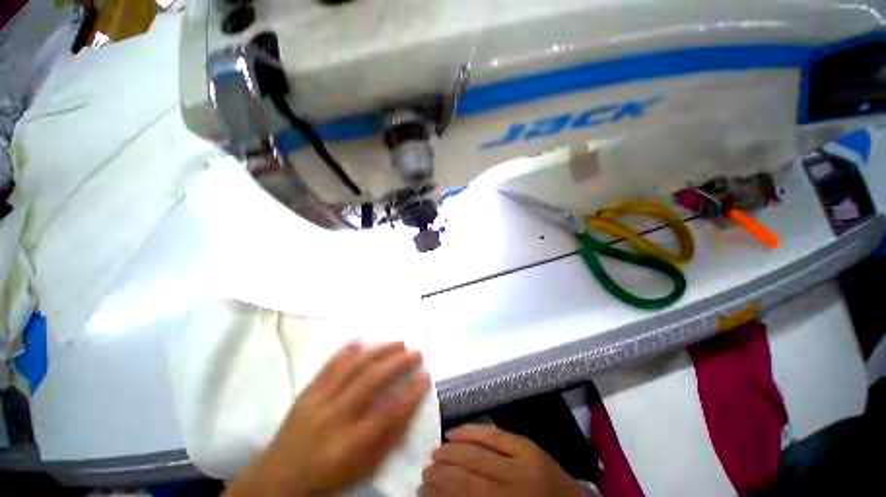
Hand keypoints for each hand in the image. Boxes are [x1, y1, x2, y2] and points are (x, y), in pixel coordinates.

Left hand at [225, 341, 430, 496]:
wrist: (277, 478)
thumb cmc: (327, 475)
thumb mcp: (362, 468)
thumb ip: (387, 439)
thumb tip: (409, 407)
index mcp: (348, 444)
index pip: (387, 413)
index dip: (410, 393)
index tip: (426, 376)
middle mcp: (333, 418)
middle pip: (370, 382)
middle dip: (397, 364)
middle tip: (415, 352)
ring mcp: (317, 400)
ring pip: (352, 367)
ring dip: (378, 351)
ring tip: (398, 343)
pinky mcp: (307, 391)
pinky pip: (329, 365)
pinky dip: (347, 350)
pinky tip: (363, 340)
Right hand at [420, 425, 587, 496]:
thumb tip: (443, 495)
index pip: (465, 496)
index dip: (440, 493)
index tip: (421, 489)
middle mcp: (513, 486)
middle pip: (468, 475)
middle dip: (442, 472)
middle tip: (425, 470)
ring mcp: (522, 461)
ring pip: (477, 452)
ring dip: (452, 451)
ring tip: (436, 452)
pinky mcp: (526, 444)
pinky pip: (493, 433)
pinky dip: (472, 431)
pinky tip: (455, 431)